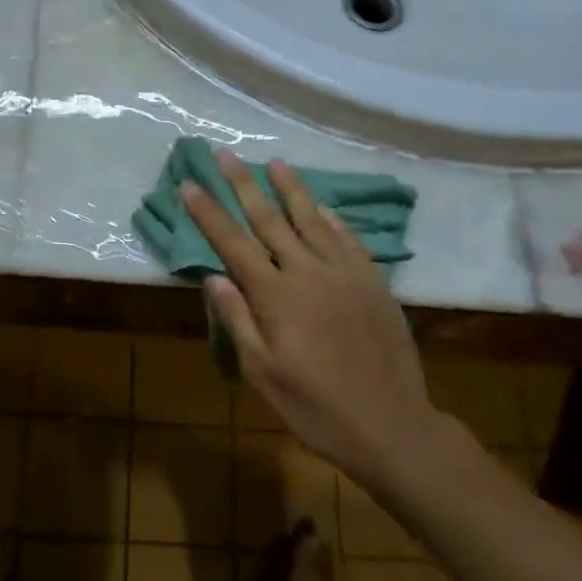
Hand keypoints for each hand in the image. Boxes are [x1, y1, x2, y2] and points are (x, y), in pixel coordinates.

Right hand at [182, 151, 437, 490]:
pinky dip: (332, 218)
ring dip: (290, 188)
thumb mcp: (263, 374)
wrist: (392, 426)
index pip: (233, 243)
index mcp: (276, 296)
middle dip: (244, 184)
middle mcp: (308, 272)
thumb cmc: (317, 407)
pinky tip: (323, 206)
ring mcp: (344, 273)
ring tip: (275, 162)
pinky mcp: (373, 281)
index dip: (209, 213)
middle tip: (226, 154)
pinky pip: (348, 239)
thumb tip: (213, 277)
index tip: (189, 184)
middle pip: (270, 219)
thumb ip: (238, 321)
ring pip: (312, 219)